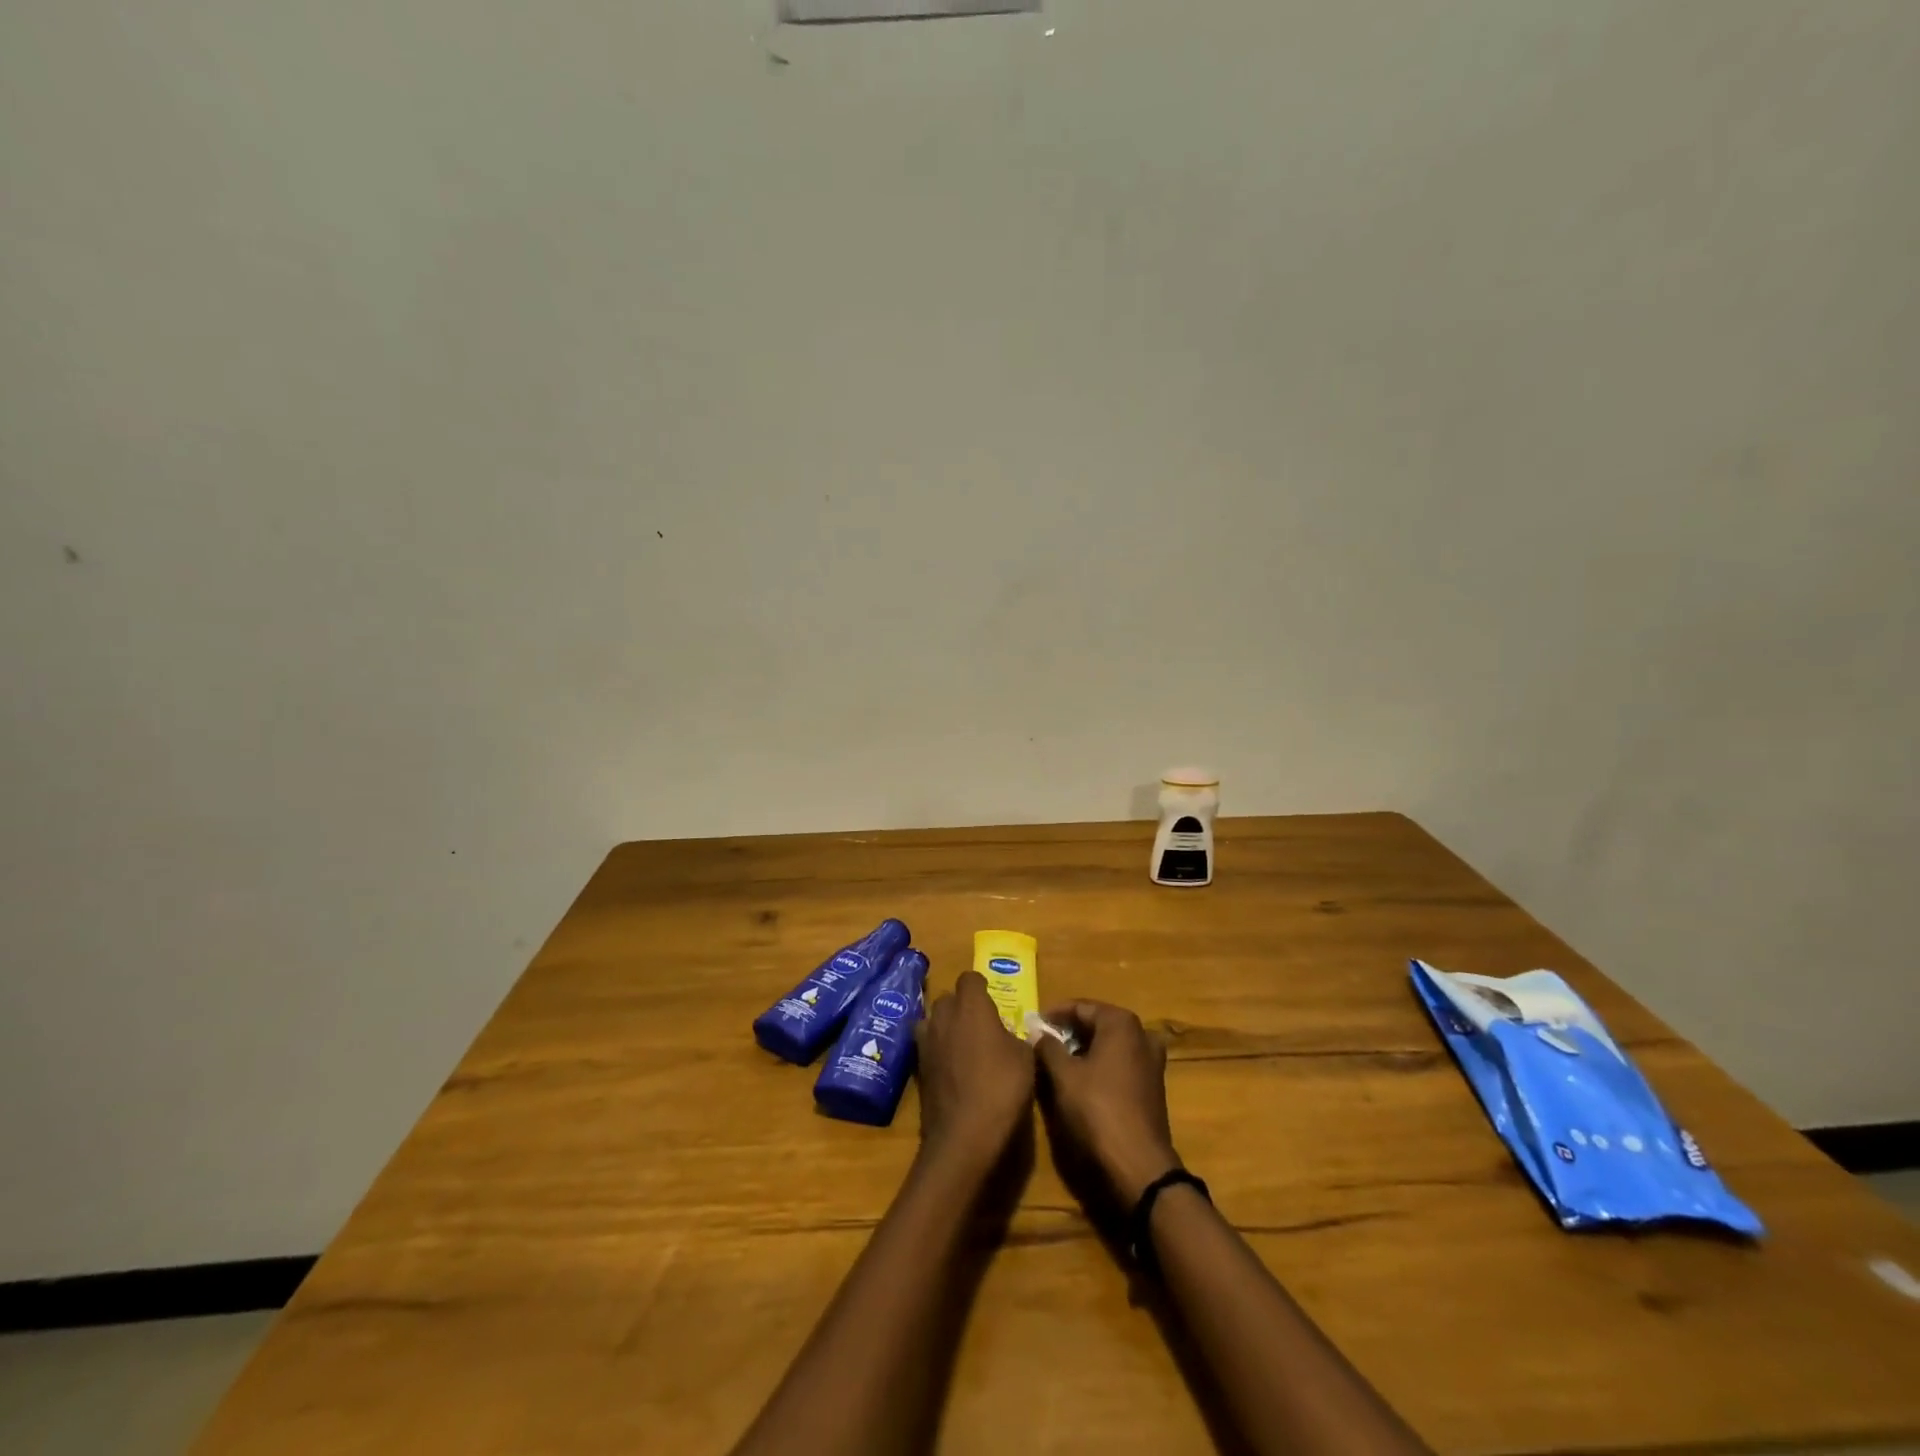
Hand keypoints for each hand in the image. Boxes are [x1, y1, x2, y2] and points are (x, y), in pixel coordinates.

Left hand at [913, 972, 1034, 1168]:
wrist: (964, 1135)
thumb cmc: (1002, 1087)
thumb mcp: (1025, 1059)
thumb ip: (1016, 1037)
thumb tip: (1009, 1034)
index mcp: (971, 1005)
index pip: (970, 978)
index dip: (981, 988)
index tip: (993, 1003)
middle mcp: (943, 1015)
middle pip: (948, 998)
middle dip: (962, 1007)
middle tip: (980, 1027)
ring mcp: (926, 1041)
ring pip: (932, 1020)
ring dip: (945, 1027)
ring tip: (963, 1046)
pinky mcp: (917, 1067)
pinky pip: (927, 1047)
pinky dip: (937, 1052)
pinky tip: (952, 1069)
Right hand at [1034, 1001, 1180, 1206]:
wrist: (1139, 1166)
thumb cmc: (1098, 1110)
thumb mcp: (1064, 1076)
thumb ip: (1048, 1047)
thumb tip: (1037, 1032)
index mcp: (1121, 1023)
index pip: (1080, 1007)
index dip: (1054, 1015)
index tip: (1032, 1025)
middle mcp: (1141, 1034)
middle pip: (1097, 1024)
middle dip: (1069, 1032)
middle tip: (1042, 1043)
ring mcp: (1151, 1061)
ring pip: (1109, 1045)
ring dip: (1083, 1050)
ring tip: (1057, 1062)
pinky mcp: (1152, 1086)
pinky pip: (1120, 1064)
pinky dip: (1099, 1066)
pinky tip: (1080, 1081)